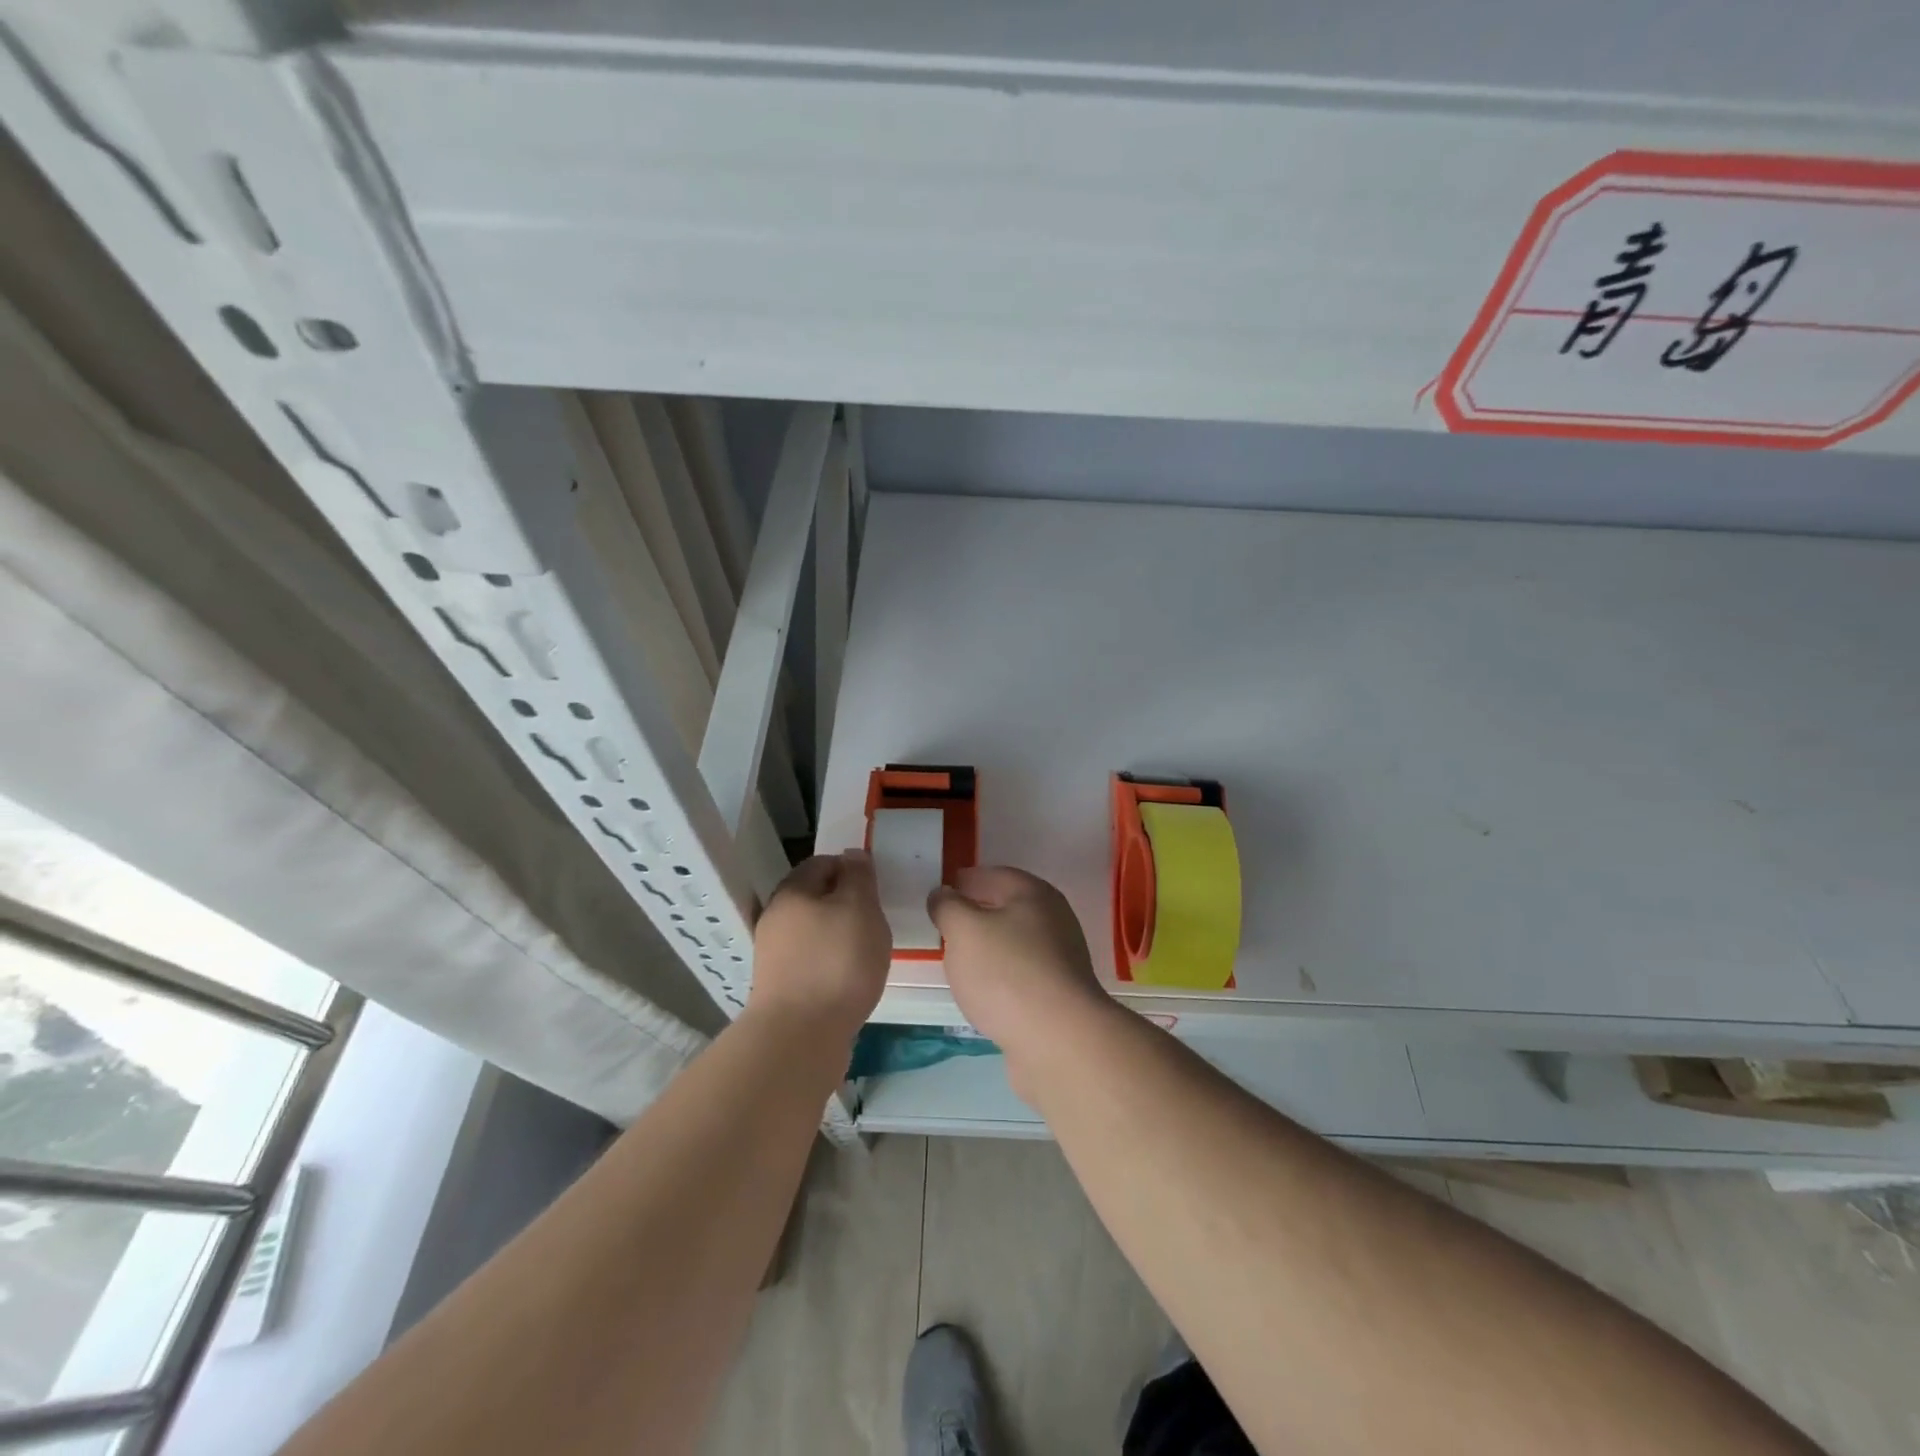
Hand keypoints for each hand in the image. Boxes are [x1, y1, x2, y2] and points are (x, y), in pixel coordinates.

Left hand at [747, 850, 891, 1041]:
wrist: (800, 1037)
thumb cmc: (837, 963)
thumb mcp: (860, 908)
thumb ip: (859, 878)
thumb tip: (852, 855)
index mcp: (792, 891)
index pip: (822, 863)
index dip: (852, 869)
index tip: (877, 888)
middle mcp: (776, 918)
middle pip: (815, 898)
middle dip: (846, 905)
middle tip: (876, 921)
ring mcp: (774, 955)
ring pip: (814, 932)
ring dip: (840, 937)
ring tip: (868, 953)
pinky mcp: (780, 988)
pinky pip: (812, 962)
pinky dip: (832, 964)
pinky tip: (851, 980)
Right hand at [929, 866, 1115, 1086]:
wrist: (1059, 1041)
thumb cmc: (1007, 973)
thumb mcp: (964, 931)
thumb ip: (948, 907)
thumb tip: (943, 894)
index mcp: (1034, 894)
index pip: (994, 875)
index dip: (965, 881)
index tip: (940, 892)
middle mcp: (1054, 920)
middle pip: (1008, 908)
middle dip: (977, 913)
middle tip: (945, 926)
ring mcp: (1061, 960)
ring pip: (1015, 943)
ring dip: (989, 947)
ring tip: (959, 960)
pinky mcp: (1060, 996)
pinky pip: (1022, 975)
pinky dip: (1001, 977)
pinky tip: (984, 993)